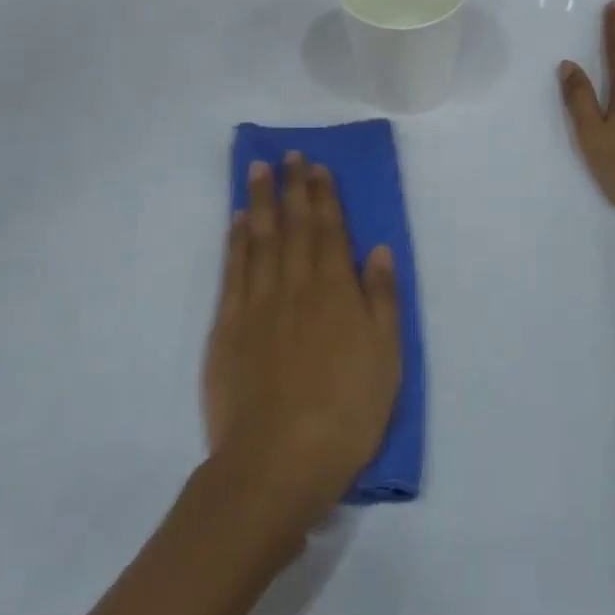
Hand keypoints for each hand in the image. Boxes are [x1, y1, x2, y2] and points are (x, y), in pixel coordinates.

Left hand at [203, 154, 400, 528]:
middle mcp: (296, 285)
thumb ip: (381, 299)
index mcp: (336, 292)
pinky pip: (233, 270)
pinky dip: (236, 240)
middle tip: (289, 154)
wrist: (278, 460)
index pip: (330, 231)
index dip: (324, 196)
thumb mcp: (385, 358)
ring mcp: (258, 303)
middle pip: (294, 226)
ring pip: (260, 239)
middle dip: (293, 187)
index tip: (317, 167)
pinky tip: (238, 220)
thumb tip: (376, 249)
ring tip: (260, 169)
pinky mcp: (228, 325)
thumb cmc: (345, 412)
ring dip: (262, 201)